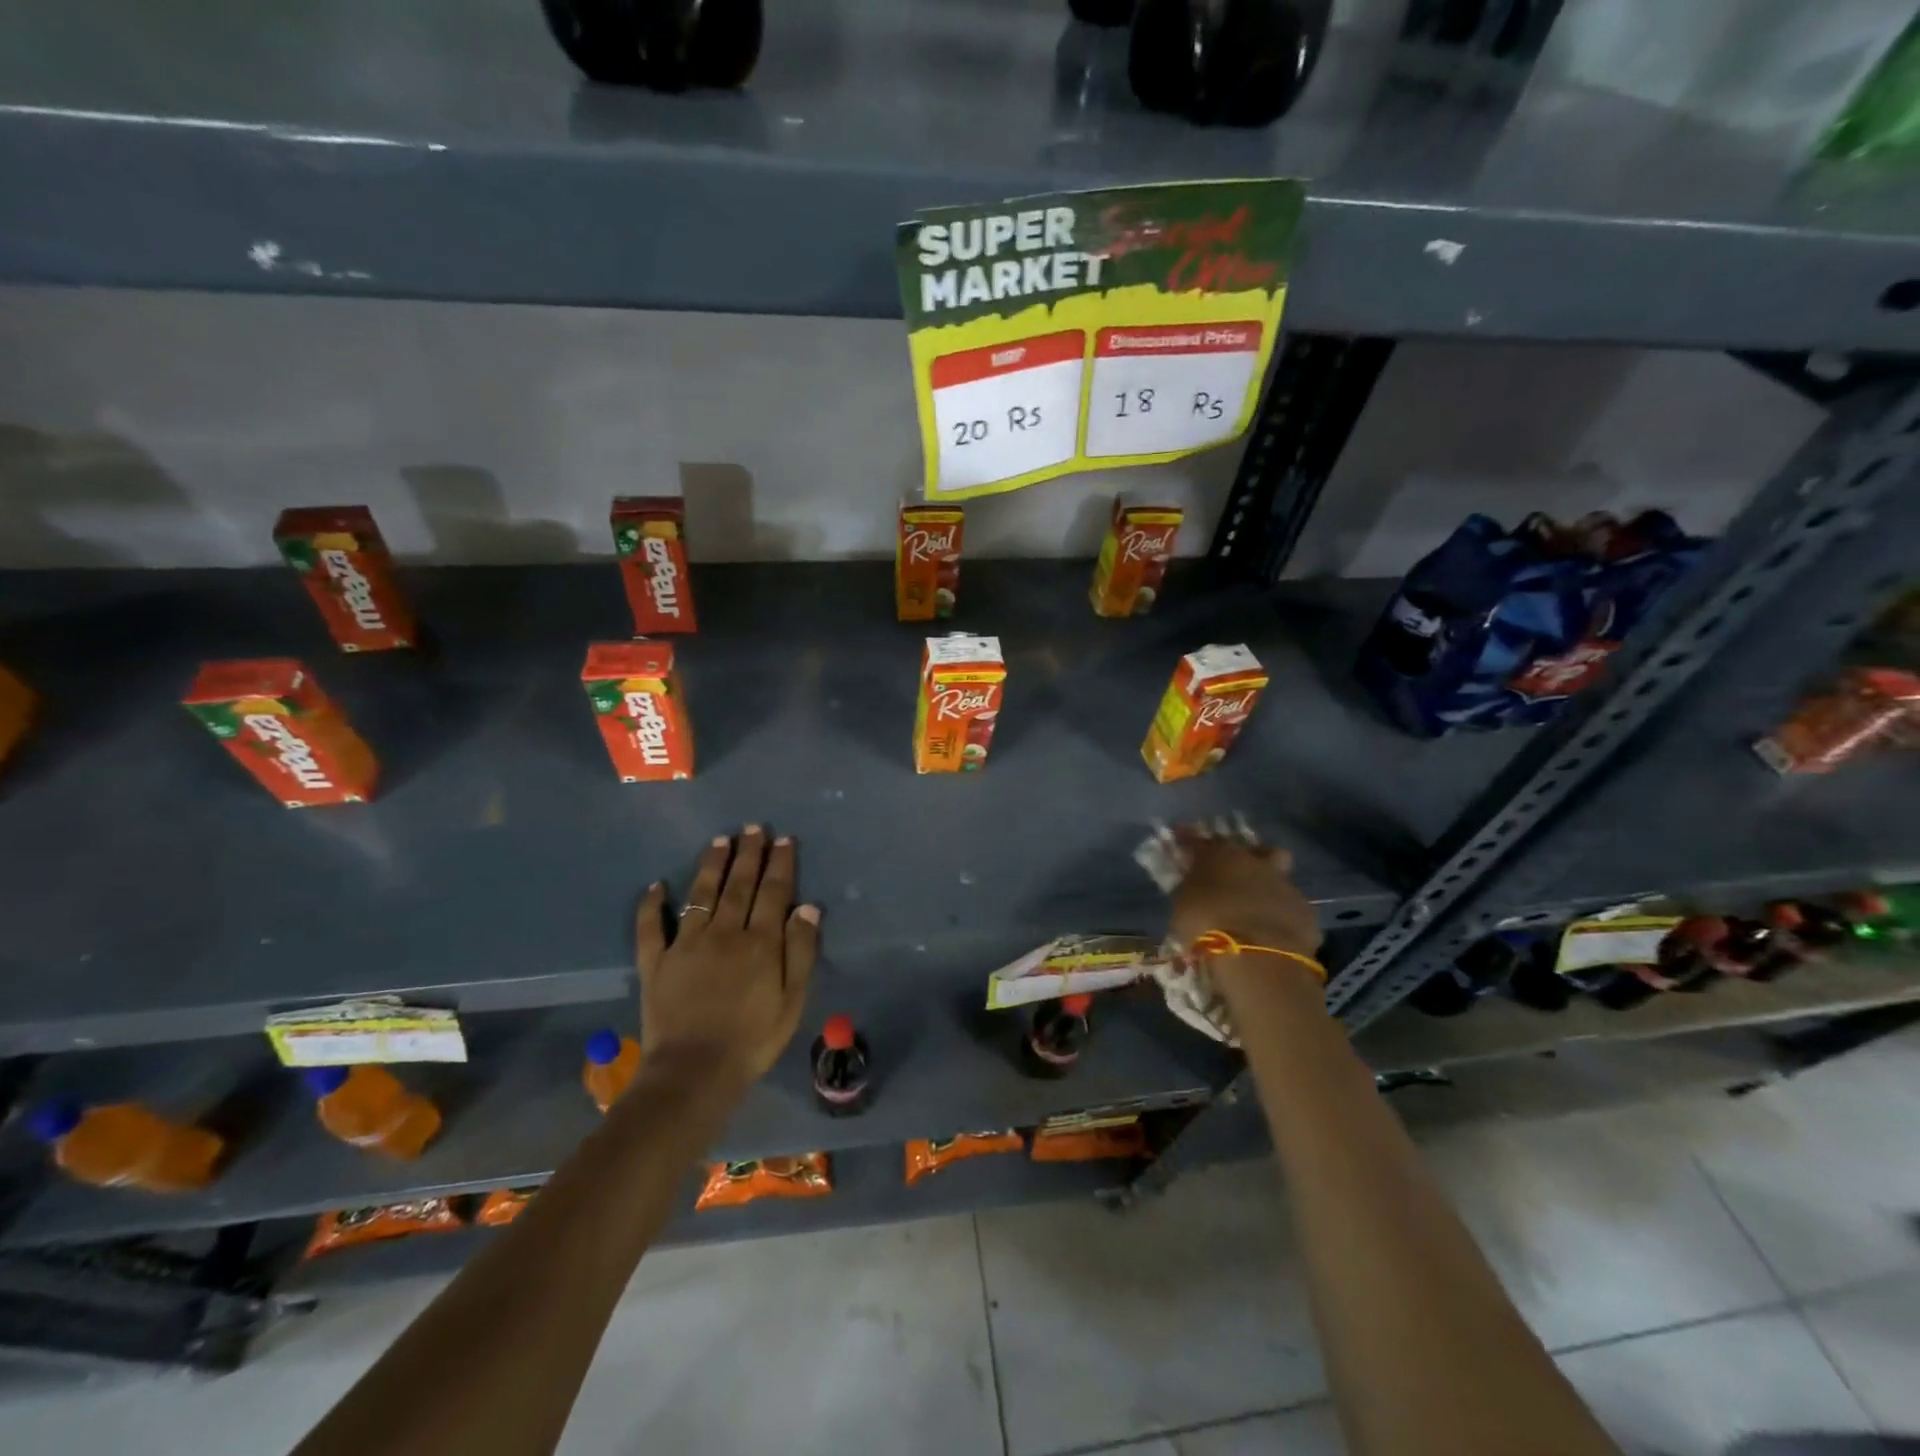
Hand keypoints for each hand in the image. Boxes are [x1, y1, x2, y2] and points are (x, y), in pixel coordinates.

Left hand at [636, 826, 820, 1085]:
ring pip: (700, 895)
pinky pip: (651, 928)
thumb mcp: (793, 1000)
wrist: (695, 1073)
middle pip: (738, 885)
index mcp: (760, 942)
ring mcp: (686, 945)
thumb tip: (808, 906)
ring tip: (719, 841)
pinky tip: (656, 886)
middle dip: (748, 854)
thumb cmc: (753, 1039)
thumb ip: (801, 950)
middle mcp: (724, 933)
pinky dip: (651, 906)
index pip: (773, 892)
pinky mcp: (656, 963)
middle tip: (752, 828)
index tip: (783, 839)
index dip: (779, 864)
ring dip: (711, 866)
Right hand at [1169, 834, 1322, 964]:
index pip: (1199, 841)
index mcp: (1219, 856)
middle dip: (1248, 859)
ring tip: (1258, 909)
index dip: (1190, 840)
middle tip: (1237, 876)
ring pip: (1279, 876)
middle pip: (1255, 850)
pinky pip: (1292, 908)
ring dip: (1269, 887)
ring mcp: (1284, 885)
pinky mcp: (1306, 912)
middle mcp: (1254, 862)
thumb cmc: (1207, 926)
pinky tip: (1274, 932)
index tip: (1183, 840)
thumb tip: (1195, 886)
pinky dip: (1283, 916)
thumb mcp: (1183, 906)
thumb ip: (1190, 890)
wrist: (1257, 956)